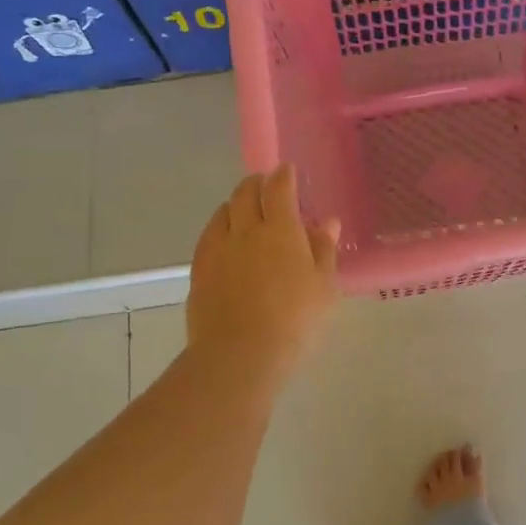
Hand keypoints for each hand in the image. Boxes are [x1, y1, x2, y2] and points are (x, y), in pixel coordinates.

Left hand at [188, 165, 340, 377]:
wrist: (239, 355)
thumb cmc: (294, 321)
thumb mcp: (323, 287)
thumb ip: (323, 251)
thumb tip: (326, 223)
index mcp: (281, 230)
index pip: (279, 189)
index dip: (283, 175)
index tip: (287, 169)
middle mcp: (245, 230)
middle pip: (245, 194)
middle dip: (256, 184)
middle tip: (264, 185)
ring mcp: (218, 250)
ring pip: (223, 213)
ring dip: (235, 204)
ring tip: (243, 210)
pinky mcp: (199, 271)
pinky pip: (208, 237)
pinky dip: (218, 228)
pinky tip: (224, 240)